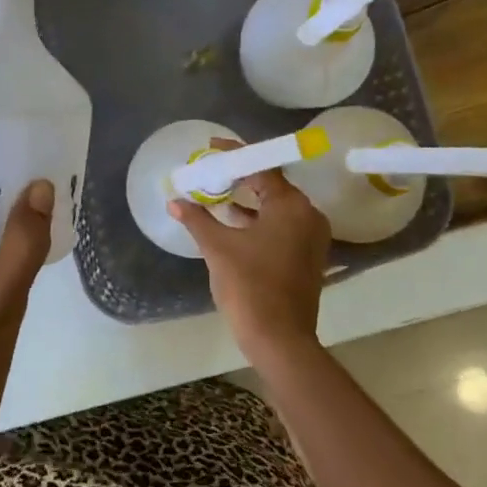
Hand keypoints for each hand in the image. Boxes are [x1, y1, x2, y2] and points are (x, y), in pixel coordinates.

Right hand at [168, 139, 330, 374]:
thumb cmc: (249, 286)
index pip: (261, 167)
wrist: (280, 339)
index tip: (211, 147)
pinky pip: (283, 224)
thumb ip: (197, 219)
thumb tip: (174, 200)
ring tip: (218, 193)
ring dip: (249, 199)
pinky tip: (234, 222)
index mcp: (291, 206)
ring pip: (278, 206)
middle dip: (241, 176)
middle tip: (212, 170)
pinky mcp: (308, 255)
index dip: (234, 155)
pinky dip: (260, 219)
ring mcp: (311, 237)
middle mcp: (308, 215)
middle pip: (272, 184)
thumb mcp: (217, 248)